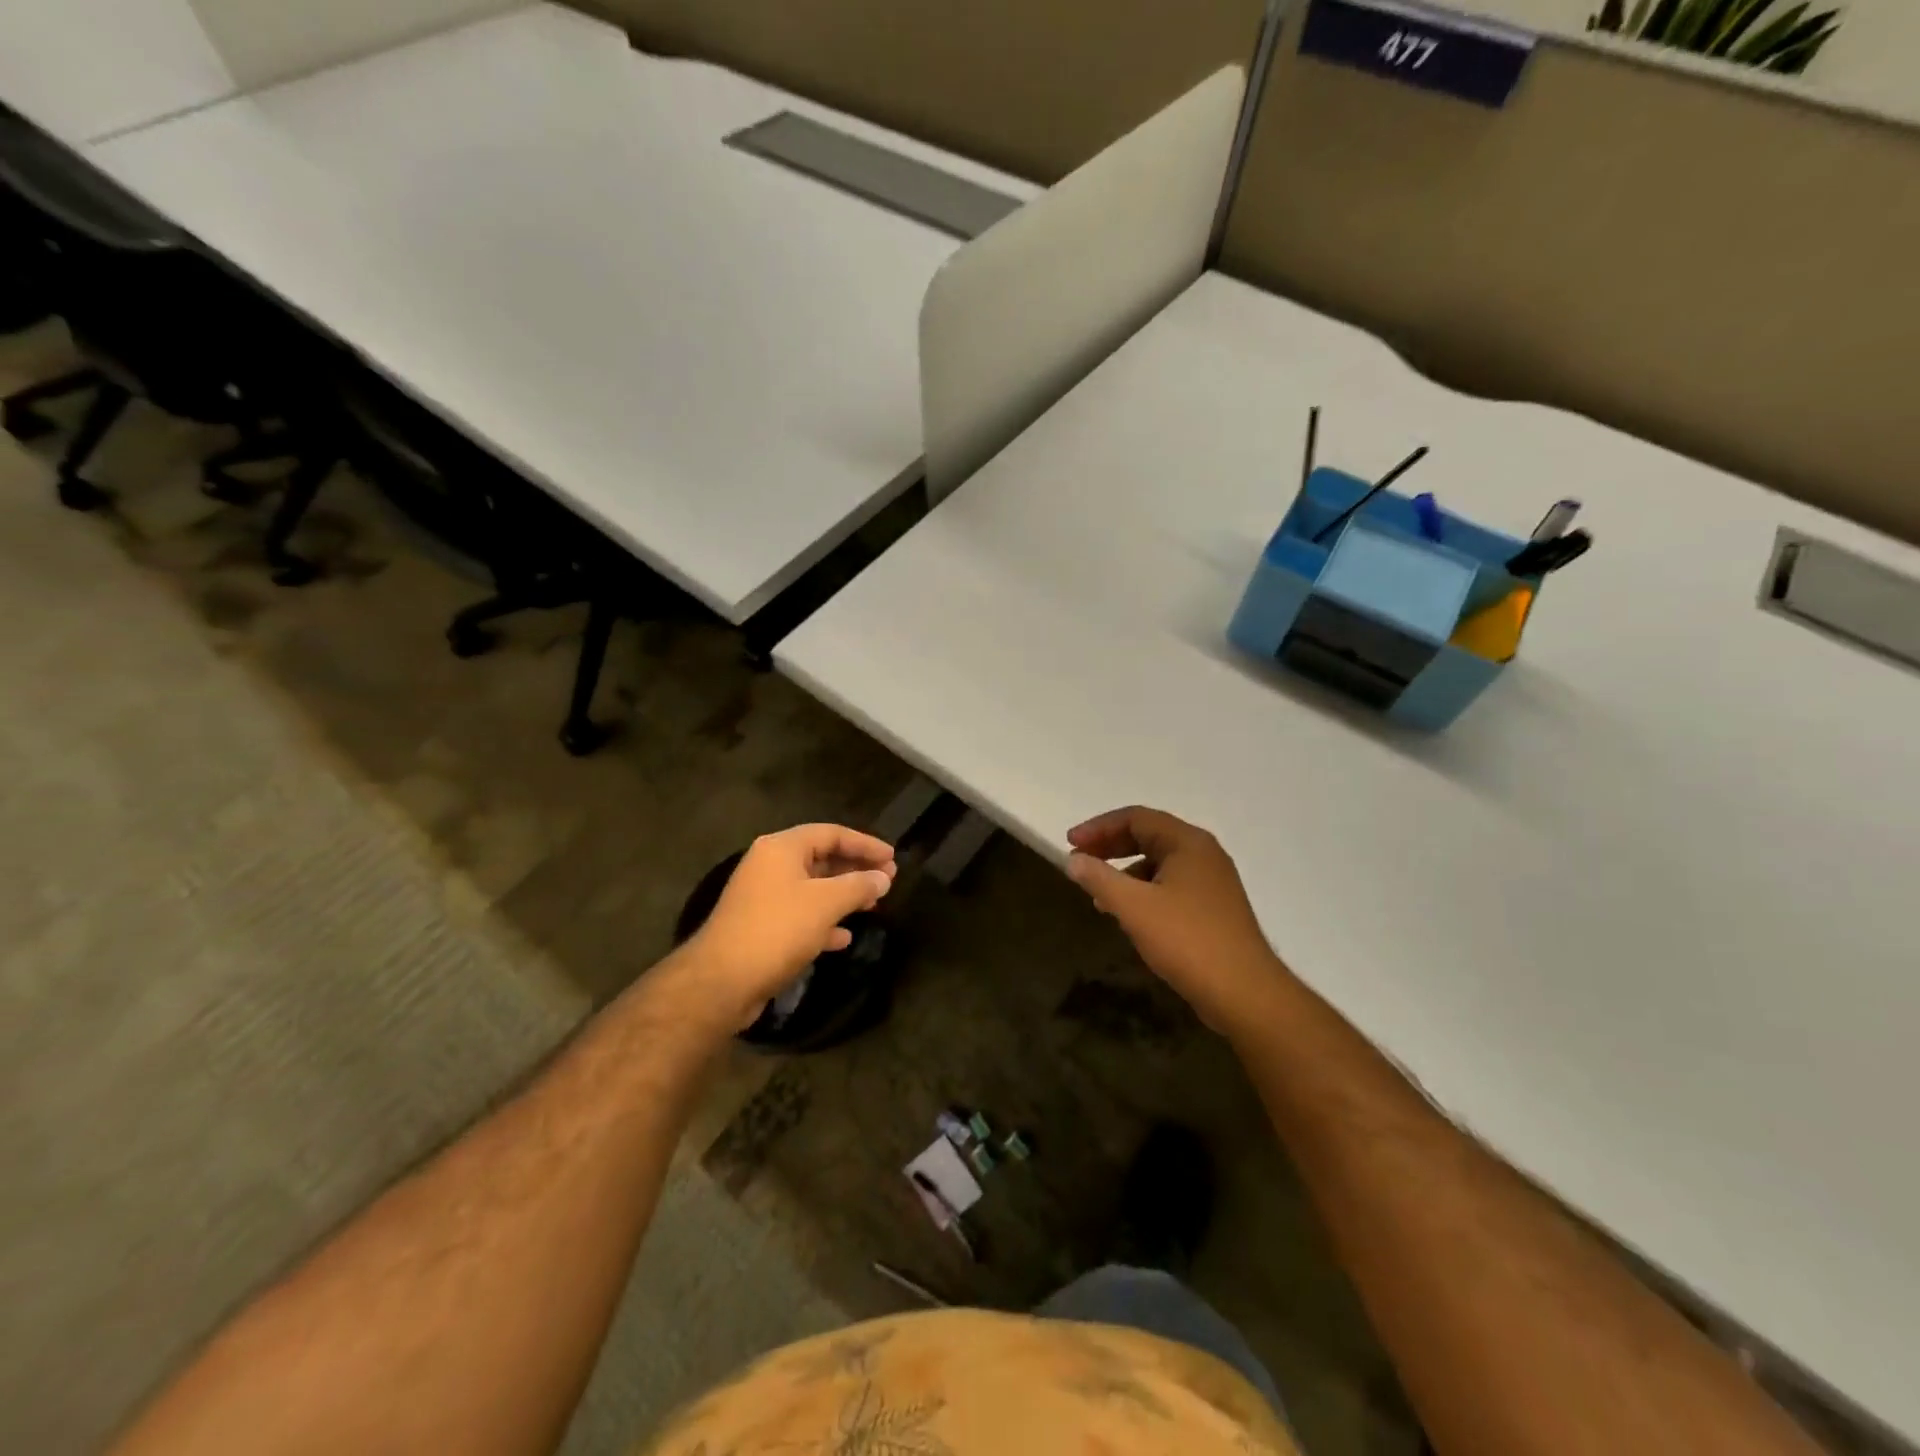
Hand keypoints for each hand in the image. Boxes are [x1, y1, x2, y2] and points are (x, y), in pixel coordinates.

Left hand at [679, 824, 896, 1029]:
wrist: (722, 982)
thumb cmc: (777, 930)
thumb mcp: (826, 903)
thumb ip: (858, 885)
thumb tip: (883, 878)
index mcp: (781, 848)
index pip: (831, 833)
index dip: (865, 843)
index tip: (892, 857)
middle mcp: (769, 866)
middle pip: (822, 858)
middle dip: (856, 869)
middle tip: (888, 879)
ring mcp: (763, 897)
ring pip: (813, 888)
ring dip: (843, 895)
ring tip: (873, 905)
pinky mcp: (761, 927)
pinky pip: (800, 915)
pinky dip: (824, 921)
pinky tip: (844, 937)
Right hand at [1066, 807, 1284, 1031]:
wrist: (1245, 993)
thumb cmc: (1187, 940)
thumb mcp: (1134, 907)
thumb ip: (1099, 878)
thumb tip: (1074, 860)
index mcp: (1188, 842)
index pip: (1135, 818)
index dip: (1098, 827)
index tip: (1070, 844)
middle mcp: (1203, 854)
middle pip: (1148, 836)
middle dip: (1110, 847)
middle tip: (1079, 862)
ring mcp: (1212, 882)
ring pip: (1159, 863)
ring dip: (1125, 872)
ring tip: (1098, 895)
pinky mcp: (1214, 908)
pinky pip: (1171, 886)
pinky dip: (1144, 892)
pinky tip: (1129, 916)